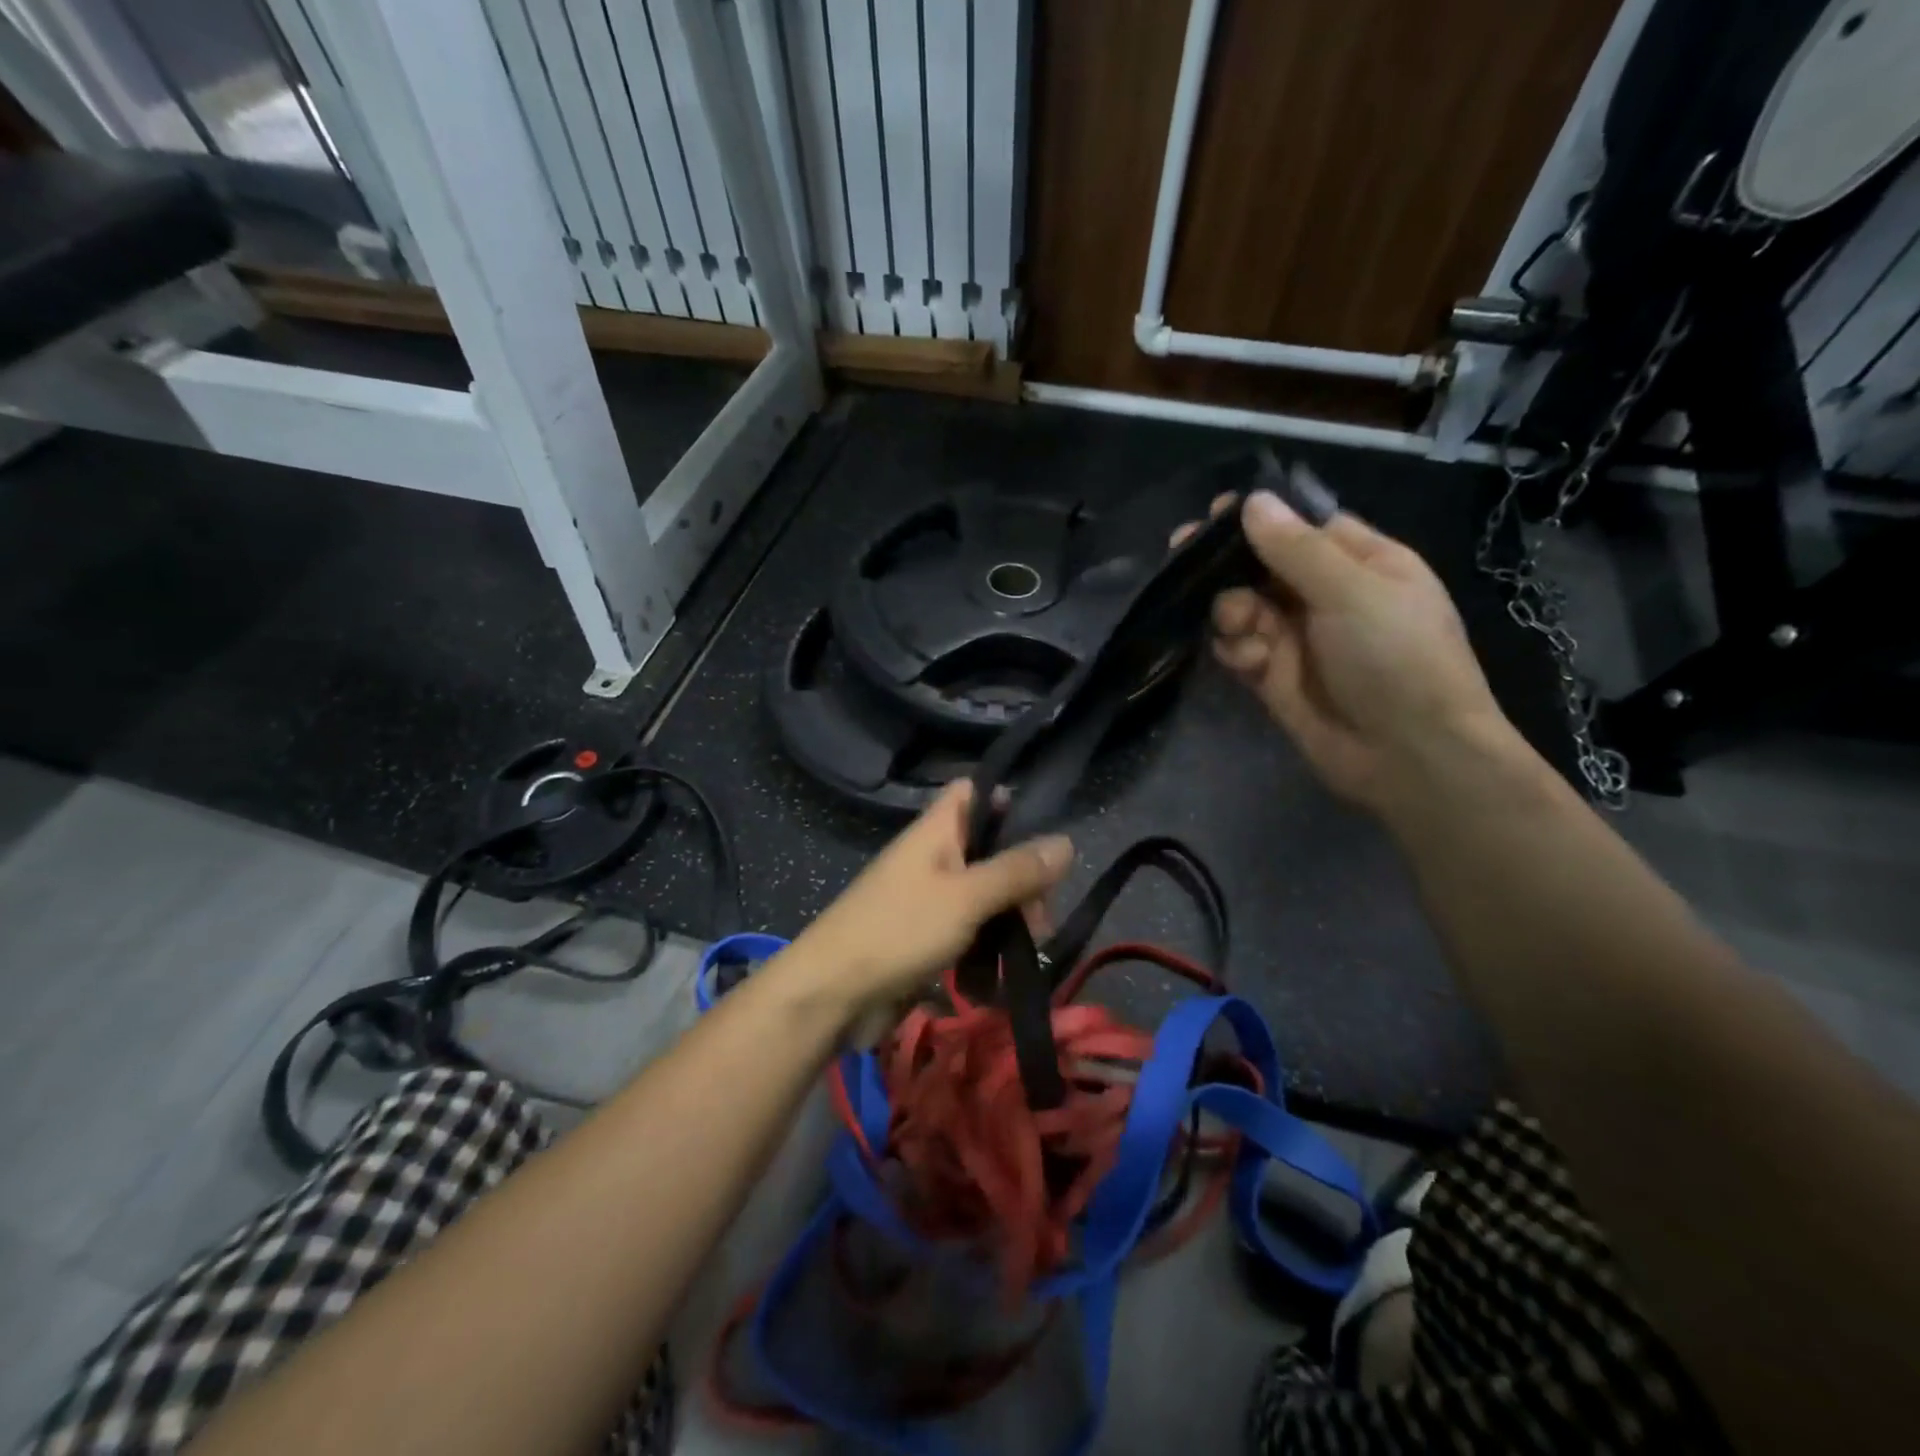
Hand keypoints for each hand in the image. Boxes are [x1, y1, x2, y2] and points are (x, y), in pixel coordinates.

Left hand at [779, 780, 1073, 1031]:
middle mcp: (933, 857)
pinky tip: (1006, 969)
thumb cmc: (899, 930)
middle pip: (989, 848)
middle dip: (1022, 876)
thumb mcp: (967, 897)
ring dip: (1011, 916)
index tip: (1045, 825)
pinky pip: (969, 928)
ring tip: (1032, 946)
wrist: (833, 993)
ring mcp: (928, 898)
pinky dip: (989, 943)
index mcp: (936, 831)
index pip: (972, 792)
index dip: (1005, 798)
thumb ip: (1016, 871)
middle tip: (1043, 914)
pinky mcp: (926, 936)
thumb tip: (1066, 841)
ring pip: (984, 893)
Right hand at [1174, 488, 1513, 812]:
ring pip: (1242, 606)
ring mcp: (1298, 639)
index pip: (1303, 528)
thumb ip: (1296, 548)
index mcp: (1362, 564)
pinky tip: (1248, 661)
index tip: (1216, 514)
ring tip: (1236, 624)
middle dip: (1226, 564)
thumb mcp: (1353, 591)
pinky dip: (1234, 649)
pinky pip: (1238, 648)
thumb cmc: (1396, 658)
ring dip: (1229, 610)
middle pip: (1262, 566)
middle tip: (1182, 554)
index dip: (1260, 519)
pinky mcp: (1273, 677)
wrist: (1408, 755)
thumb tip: (1252, 501)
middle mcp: (1327, 596)